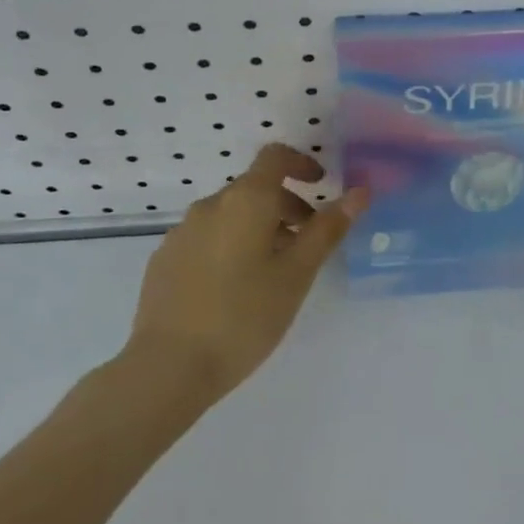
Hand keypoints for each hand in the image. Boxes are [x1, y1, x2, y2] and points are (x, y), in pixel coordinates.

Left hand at [125, 144, 367, 403]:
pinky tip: (234, 289)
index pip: (274, 157)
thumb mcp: (297, 274)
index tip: (321, 185)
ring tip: (273, 272)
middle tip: (307, 244)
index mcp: (245, 201)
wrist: (169, 366)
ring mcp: (181, 232)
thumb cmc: (245, 317)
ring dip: (258, 228)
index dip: (301, 163)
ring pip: (229, 215)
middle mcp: (209, 205)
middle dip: (286, 206)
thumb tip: (360, 192)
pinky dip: (229, 246)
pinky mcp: (164, 259)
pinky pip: (206, 238)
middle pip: (254, 188)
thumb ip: (328, 229)